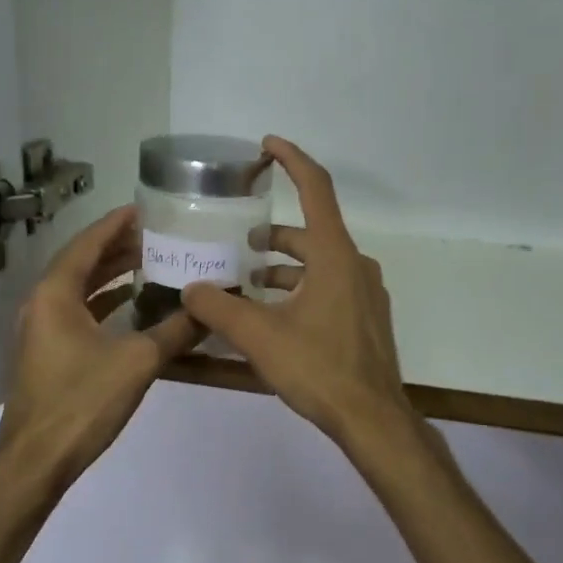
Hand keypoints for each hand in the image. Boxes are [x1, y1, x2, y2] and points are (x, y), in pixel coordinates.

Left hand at [0, 204, 200, 488]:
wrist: (36, 460)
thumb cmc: (82, 402)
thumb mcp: (138, 362)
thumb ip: (175, 331)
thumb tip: (210, 309)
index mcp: (55, 294)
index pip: (87, 244)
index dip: (116, 224)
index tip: (145, 208)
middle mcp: (41, 304)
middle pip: (81, 263)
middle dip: (118, 248)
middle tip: (157, 236)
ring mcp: (40, 330)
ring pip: (78, 289)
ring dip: (111, 275)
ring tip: (150, 263)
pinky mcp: (46, 353)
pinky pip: (76, 312)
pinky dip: (103, 302)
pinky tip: (131, 306)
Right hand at [181, 137, 414, 448]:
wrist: (372, 417)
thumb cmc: (319, 368)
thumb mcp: (260, 337)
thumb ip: (219, 309)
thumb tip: (189, 289)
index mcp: (334, 255)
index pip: (315, 188)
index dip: (291, 160)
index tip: (267, 145)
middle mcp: (355, 264)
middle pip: (311, 231)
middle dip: (273, 234)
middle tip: (238, 244)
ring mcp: (365, 292)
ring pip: (319, 263)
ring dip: (284, 267)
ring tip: (247, 283)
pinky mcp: (366, 317)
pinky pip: (329, 287)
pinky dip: (301, 289)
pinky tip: (275, 315)